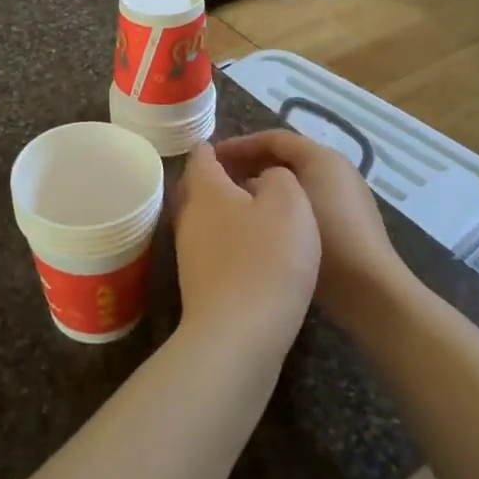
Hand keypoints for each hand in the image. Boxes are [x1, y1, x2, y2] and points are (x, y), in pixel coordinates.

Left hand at [170, 143, 318, 364]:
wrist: (238, 334)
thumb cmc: (267, 258)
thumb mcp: (289, 203)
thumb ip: (279, 178)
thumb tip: (265, 177)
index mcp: (206, 189)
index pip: (202, 156)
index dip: (216, 146)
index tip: (232, 145)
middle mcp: (189, 216)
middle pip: (197, 187)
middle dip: (217, 178)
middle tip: (245, 174)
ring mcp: (188, 252)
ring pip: (203, 218)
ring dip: (224, 210)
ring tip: (254, 209)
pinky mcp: (198, 282)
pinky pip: (211, 246)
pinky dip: (228, 238)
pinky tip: (251, 248)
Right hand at [214, 132, 402, 319]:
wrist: (370, 288)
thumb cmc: (326, 238)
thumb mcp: (287, 203)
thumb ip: (260, 183)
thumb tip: (245, 181)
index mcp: (322, 157)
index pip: (274, 138)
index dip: (241, 145)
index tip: (212, 158)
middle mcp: (336, 169)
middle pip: (286, 157)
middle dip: (251, 164)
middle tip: (220, 178)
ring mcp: (344, 196)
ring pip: (295, 181)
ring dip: (265, 186)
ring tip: (235, 201)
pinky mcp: (345, 222)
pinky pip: (305, 201)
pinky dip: (281, 205)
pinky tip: (262, 224)